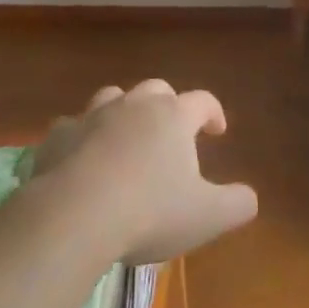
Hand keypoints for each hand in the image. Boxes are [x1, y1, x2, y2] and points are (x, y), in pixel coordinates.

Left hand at [31, 79, 258, 264]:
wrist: (74, 215)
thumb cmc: (149, 212)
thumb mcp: (207, 216)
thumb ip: (237, 204)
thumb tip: (249, 197)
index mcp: (174, 117)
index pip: (203, 101)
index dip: (214, 112)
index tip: (218, 130)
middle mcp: (135, 105)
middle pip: (157, 90)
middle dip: (167, 105)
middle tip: (171, 132)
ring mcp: (93, 116)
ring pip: (113, 97)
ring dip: (123, 112)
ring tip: (126, 138)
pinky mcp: (59, 136)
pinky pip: (72, 126)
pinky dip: (81, 137)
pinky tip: (81, 158)